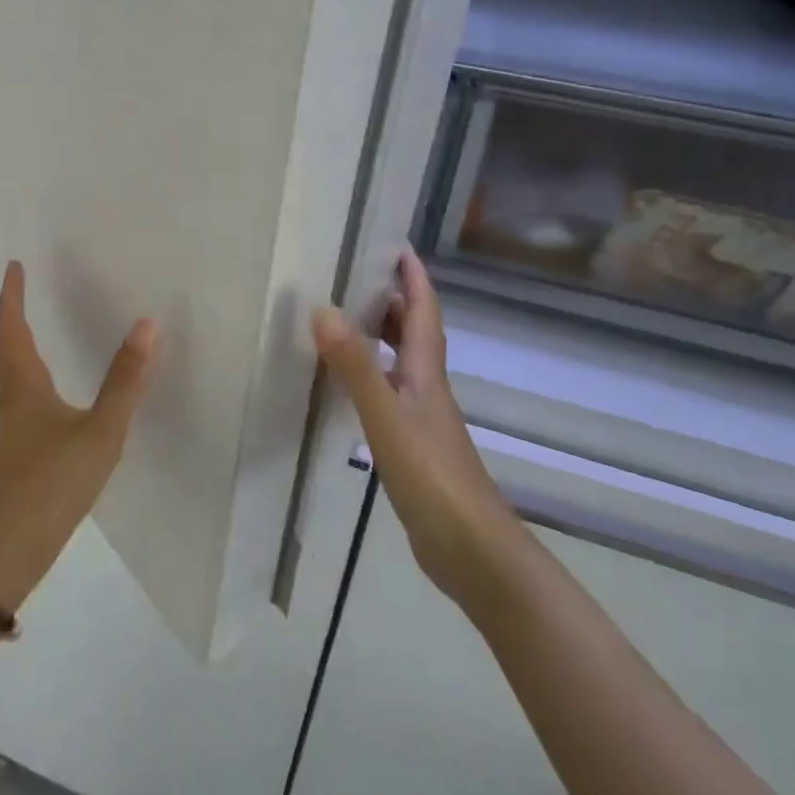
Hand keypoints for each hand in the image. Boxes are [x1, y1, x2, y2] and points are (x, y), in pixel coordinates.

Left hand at [0, 261, 157, 613]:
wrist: (13, 545)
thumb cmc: (54, 481)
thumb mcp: (100, 430)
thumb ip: (125, 380)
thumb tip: (146, 325)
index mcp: (24, 386)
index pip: (12, 329)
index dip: (11, 297)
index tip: (13, 267)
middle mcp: (11, 398)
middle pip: (3, 346)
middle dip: (9, 313)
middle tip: (19, 287)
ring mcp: (10, 425)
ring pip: (5, 370)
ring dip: (13, 340)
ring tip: (28, 323)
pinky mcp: (16, 446)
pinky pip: (15, 390)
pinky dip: (23, 369)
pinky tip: (42, 385)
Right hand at [312, 251, 522, 613]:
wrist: (471, 550)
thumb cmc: (433, 476)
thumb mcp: (387, 416)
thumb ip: (356, 365)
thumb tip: (323, 309)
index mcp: (425, 371)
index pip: (423, 309)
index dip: (412, 276)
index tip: (392, 244)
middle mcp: (426, 386)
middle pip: (412, 331)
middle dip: (389, 299)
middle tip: (350, 277)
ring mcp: (420, 417)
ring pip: (399, 361)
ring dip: (377, 336)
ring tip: (339, 321)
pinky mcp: (410, 444)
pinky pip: (387, 392)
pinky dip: (367, 375)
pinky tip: (344, 385)